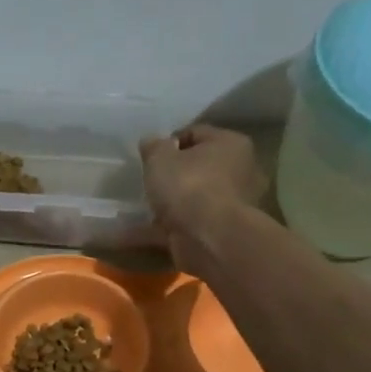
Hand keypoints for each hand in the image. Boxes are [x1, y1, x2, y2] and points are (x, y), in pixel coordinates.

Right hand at [138, 125, 266, 274]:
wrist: (210, 239)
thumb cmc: (189, 186)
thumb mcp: (161, 157)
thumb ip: (154, 147)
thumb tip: (152, 142)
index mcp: (230, 144)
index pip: (196, 133)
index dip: (170, 141)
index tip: (149, 155)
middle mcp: (238, 172)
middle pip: (197, 168)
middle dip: (171, 175)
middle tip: (146, 180)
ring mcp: (228, 206)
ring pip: (190, 200)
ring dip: (167, 205)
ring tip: (138, 208)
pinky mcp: (215, 233)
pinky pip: (181, 227)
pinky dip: (159, 230)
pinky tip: (132, 234)